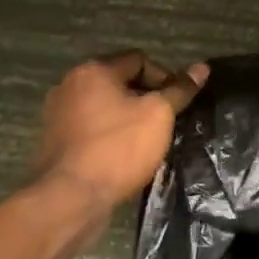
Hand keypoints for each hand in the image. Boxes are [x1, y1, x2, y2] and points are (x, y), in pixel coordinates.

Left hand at [33, 51, 208, 214]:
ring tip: (146, 141)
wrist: (71, 198)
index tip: (176, 104)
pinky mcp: (55, 141)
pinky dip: (109, 136)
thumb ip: (180, 90)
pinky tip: (123, 156)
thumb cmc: (119, 148)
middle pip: (119, 82)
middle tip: (164, 123)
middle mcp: (70, 84)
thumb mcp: (159, 115)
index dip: (164, 78)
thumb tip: (202, 67)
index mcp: (93, 70)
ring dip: (127, 118)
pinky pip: (91, 129)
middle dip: (145, 99)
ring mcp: (58, 114)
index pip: (139, 60)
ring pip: (104, 107)